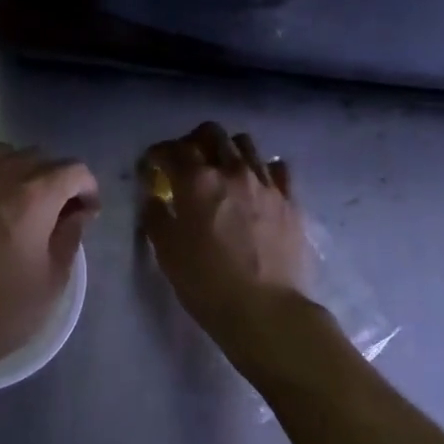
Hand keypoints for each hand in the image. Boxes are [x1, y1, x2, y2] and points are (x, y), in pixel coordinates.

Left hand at [0, 144, 100, 383]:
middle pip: (38, 157)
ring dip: (21, 172)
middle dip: (57, 178)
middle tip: (60, 212)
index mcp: (34, 197)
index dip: (88, 188)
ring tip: (23, 204)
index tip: (88, 214)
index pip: (73, 170)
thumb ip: (69, 237)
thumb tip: (77, 213)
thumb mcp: (52, 280)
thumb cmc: (1, 311)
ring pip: (2, 156)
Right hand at [139, 122, 308, 340]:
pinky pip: (277, 168)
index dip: (157, 153)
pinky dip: (262, 169)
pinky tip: (256, 186)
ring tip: (222, 171)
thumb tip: (154, 198)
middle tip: (186, 163)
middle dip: (193, 141)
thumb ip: (156, 217)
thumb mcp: (167, 252)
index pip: (172, 149)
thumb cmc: (207, 283)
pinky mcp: (290, 200)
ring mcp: (266, 183)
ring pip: (246, 144)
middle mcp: (232, 171)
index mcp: (197, 182)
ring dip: (228, 150)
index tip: (152, 166)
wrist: (266, 309)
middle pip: (212, 134)